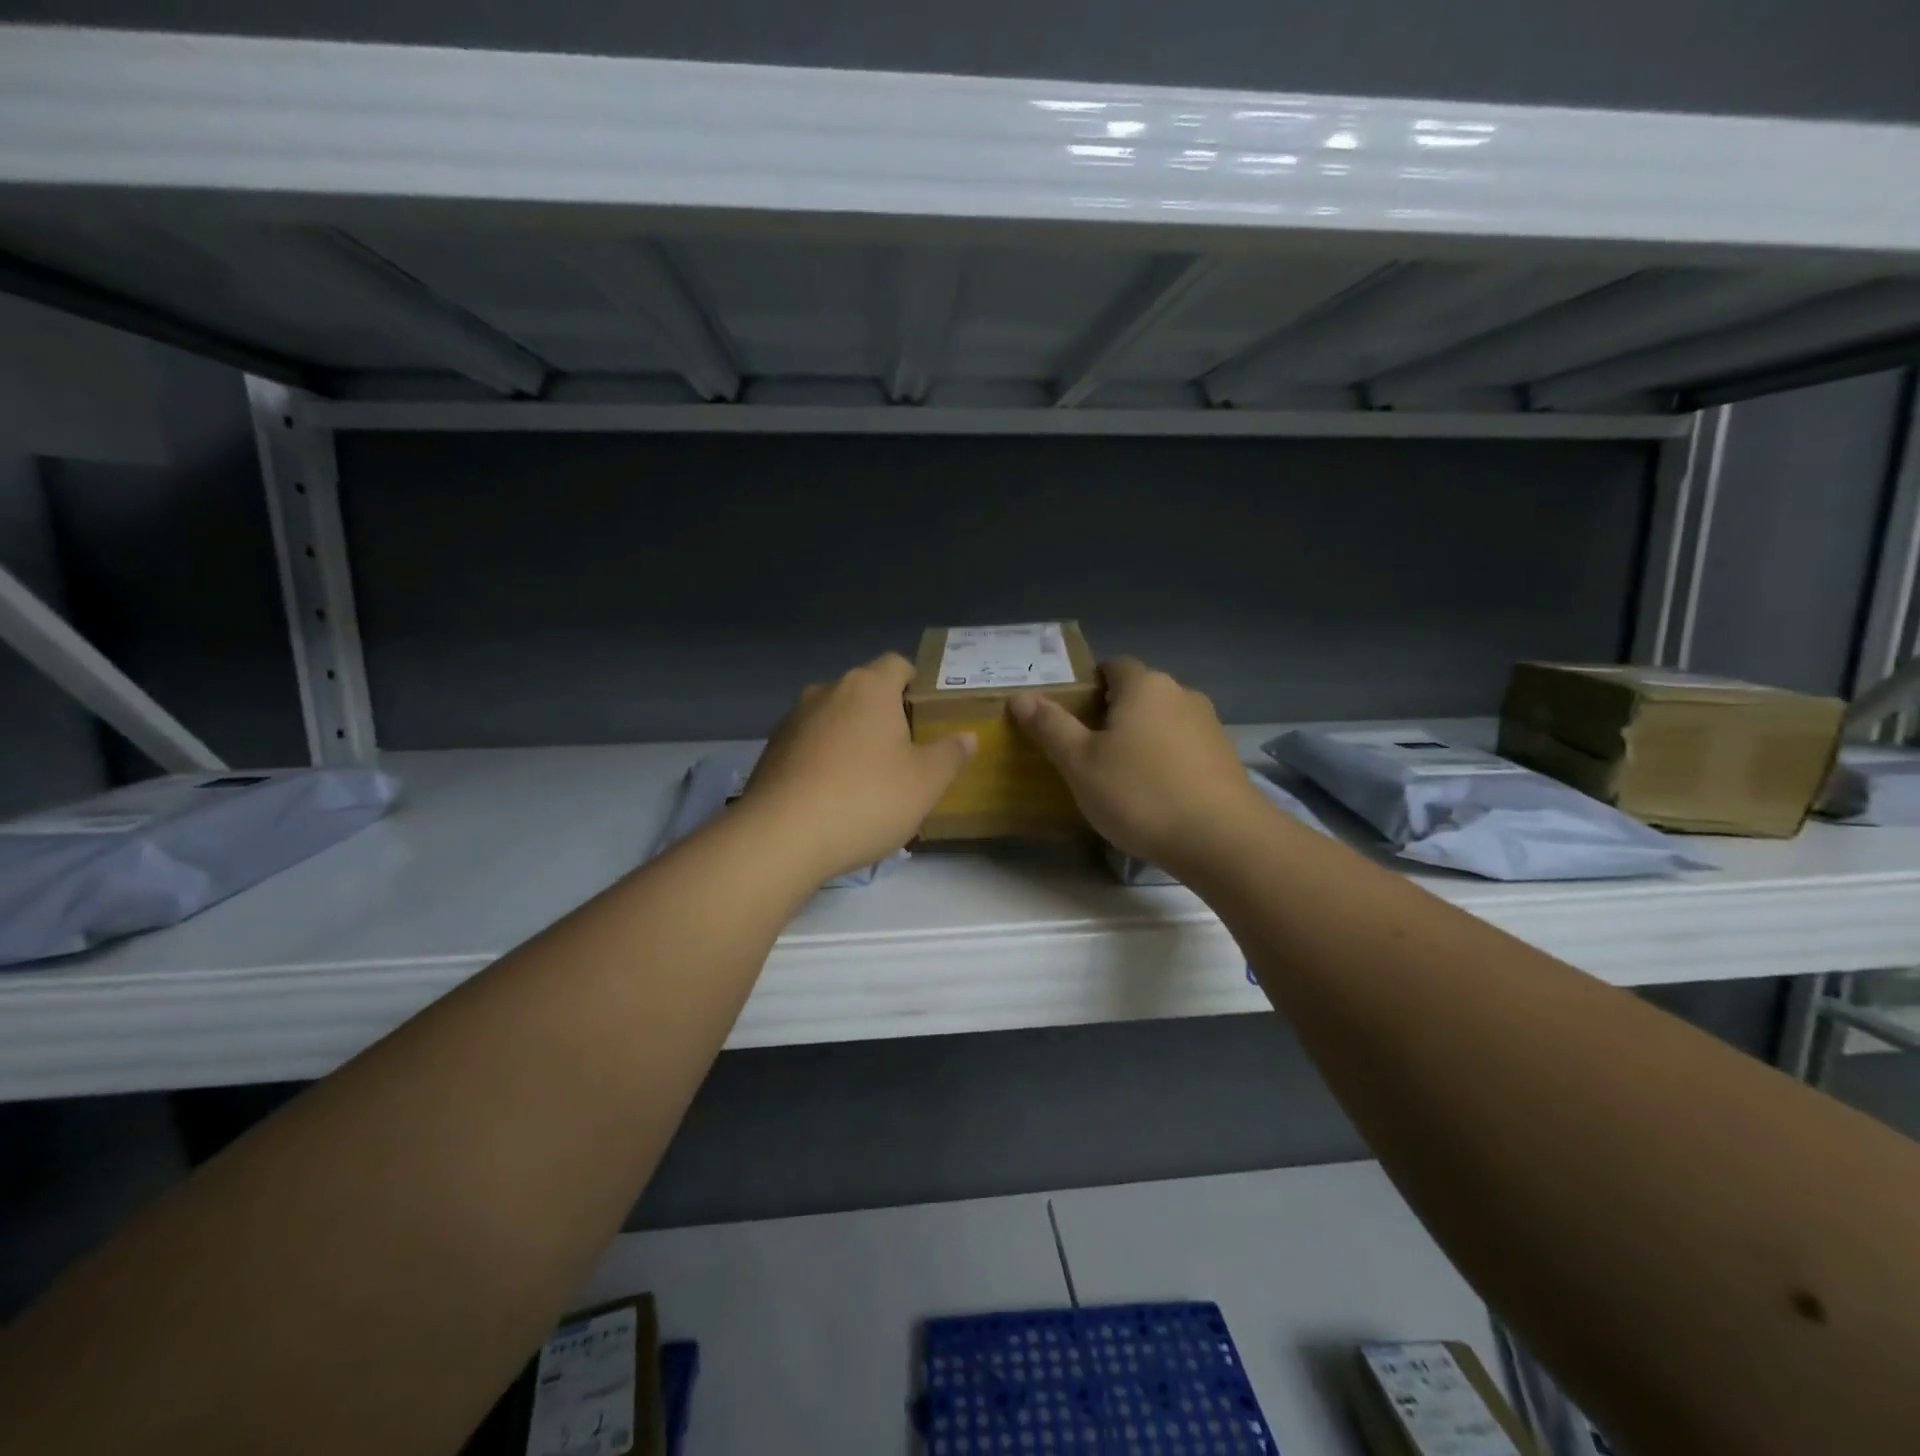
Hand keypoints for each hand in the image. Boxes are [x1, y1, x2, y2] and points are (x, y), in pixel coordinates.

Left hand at [741, 654, 974, 883]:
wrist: (781, 837)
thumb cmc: (867, 799)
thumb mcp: (926, 782)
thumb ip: (950, 754)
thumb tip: (967, 736)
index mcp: (868, 687)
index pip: (898, 664)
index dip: (916, 685)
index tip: (928, 717)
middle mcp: (826, 691)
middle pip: (864, 692)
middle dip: (885, 716)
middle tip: (906, 754)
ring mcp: (793, 720)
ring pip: (834, 719)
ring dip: (852, 739)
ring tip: (868, 781)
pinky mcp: (770, 751)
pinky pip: (809, 745)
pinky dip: (824, 761)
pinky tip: (833, 797)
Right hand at [1011, 658, 1262, 871]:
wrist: (1221, 840)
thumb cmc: (1140, 793)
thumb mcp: (1080, 762)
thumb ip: (1050, 726)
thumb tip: (1021, 697)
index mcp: (1144, 685)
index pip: (1112, 666)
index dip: (1087, 687)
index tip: (1069, 718)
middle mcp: (1181, 694)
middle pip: (1137, 694)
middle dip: (1111, 715)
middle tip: (1085, 751)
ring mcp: (1208, 725)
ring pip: (1161, 722)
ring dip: (1140, 739)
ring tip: (1118, 777)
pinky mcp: (1225, 757)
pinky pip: (1182, 747)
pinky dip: (1164, 760)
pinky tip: (1154, 794)